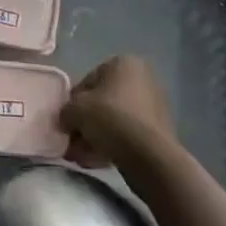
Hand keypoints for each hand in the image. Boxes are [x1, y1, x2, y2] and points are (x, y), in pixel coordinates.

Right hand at [61, 55, 175, 169]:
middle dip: (85, 124)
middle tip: (72, 143)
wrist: (149, 155)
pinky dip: (112, 144)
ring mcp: (154, 105)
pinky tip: (97, 161)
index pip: (88, 81)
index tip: (66, 122)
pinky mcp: (159, 131)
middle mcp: (142, 79)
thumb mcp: (76, 110)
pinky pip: (128, 134)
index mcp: (124, 63)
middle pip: (103, 102)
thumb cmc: (110, 118)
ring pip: (115, 120)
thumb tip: (65, 120)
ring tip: (81, 157)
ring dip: (95, 137)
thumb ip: (66, 111)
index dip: (73, 103)